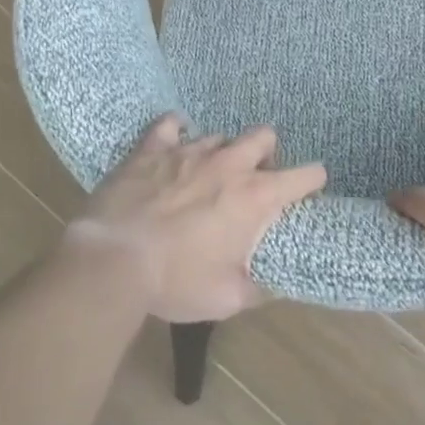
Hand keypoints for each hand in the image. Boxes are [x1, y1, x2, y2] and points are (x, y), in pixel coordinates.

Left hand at [66, 114, 326, 323]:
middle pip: (265, 136)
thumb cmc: (175, 281)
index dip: (313, 181)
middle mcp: (229, 165)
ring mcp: (189, 151)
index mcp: (255, 196)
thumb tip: (273, 286)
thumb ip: (257, 289)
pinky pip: (169, 125)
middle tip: (253, 180)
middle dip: (267, 154)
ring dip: (221, 153)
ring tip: (207, 176)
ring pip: (220, 136)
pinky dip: (175, 133)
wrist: (112, 261)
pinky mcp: (152, 149)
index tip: (308, 192)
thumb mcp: (226, 298)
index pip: (306, 175)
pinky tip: (172, 145)